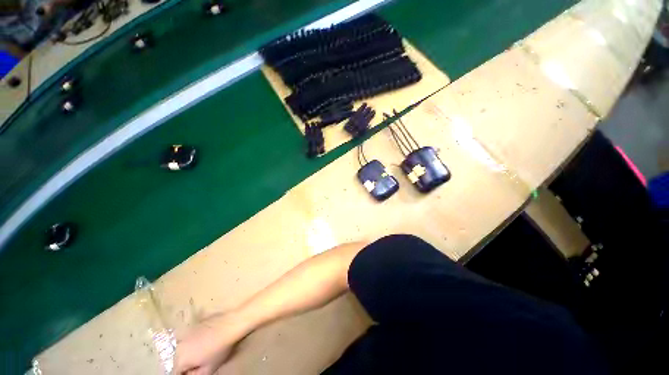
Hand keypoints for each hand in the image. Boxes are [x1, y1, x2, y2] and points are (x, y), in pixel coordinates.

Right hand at [173, 311, 249, 374]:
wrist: (229, 324)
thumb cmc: (219, 349)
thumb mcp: (209, 369)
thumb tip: (190, 374)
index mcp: (180, 359)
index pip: (176, 372)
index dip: (185, 373)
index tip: (194, 371)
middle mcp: (179, 346)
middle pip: (177, 360)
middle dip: (185, 364)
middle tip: (198, 363)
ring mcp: (186, 333)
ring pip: (181, 348)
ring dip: (188, 353)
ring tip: (201, 352)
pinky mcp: (193, 325)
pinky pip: (188, 338)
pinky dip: (192, 342)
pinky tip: (204, 341)